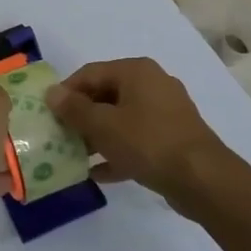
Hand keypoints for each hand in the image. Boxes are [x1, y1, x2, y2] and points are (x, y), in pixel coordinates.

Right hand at [46, 58, 238, 216]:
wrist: (202, 178)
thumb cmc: (148, 142)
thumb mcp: (104, 125)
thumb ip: (74, 109)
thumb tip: (52, 92)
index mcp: (136, 71)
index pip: (90, 73)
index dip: (66, 92)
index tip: (48, 114)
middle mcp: (152, 84)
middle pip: (105, 95)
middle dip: (80, 116)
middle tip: (59, 136)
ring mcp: (165, 112)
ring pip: (121, 119)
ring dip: (97, 136)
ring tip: (75, 156)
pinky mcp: (172, 138)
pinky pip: (136, 139)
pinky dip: (117, 151)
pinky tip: (98, 174)